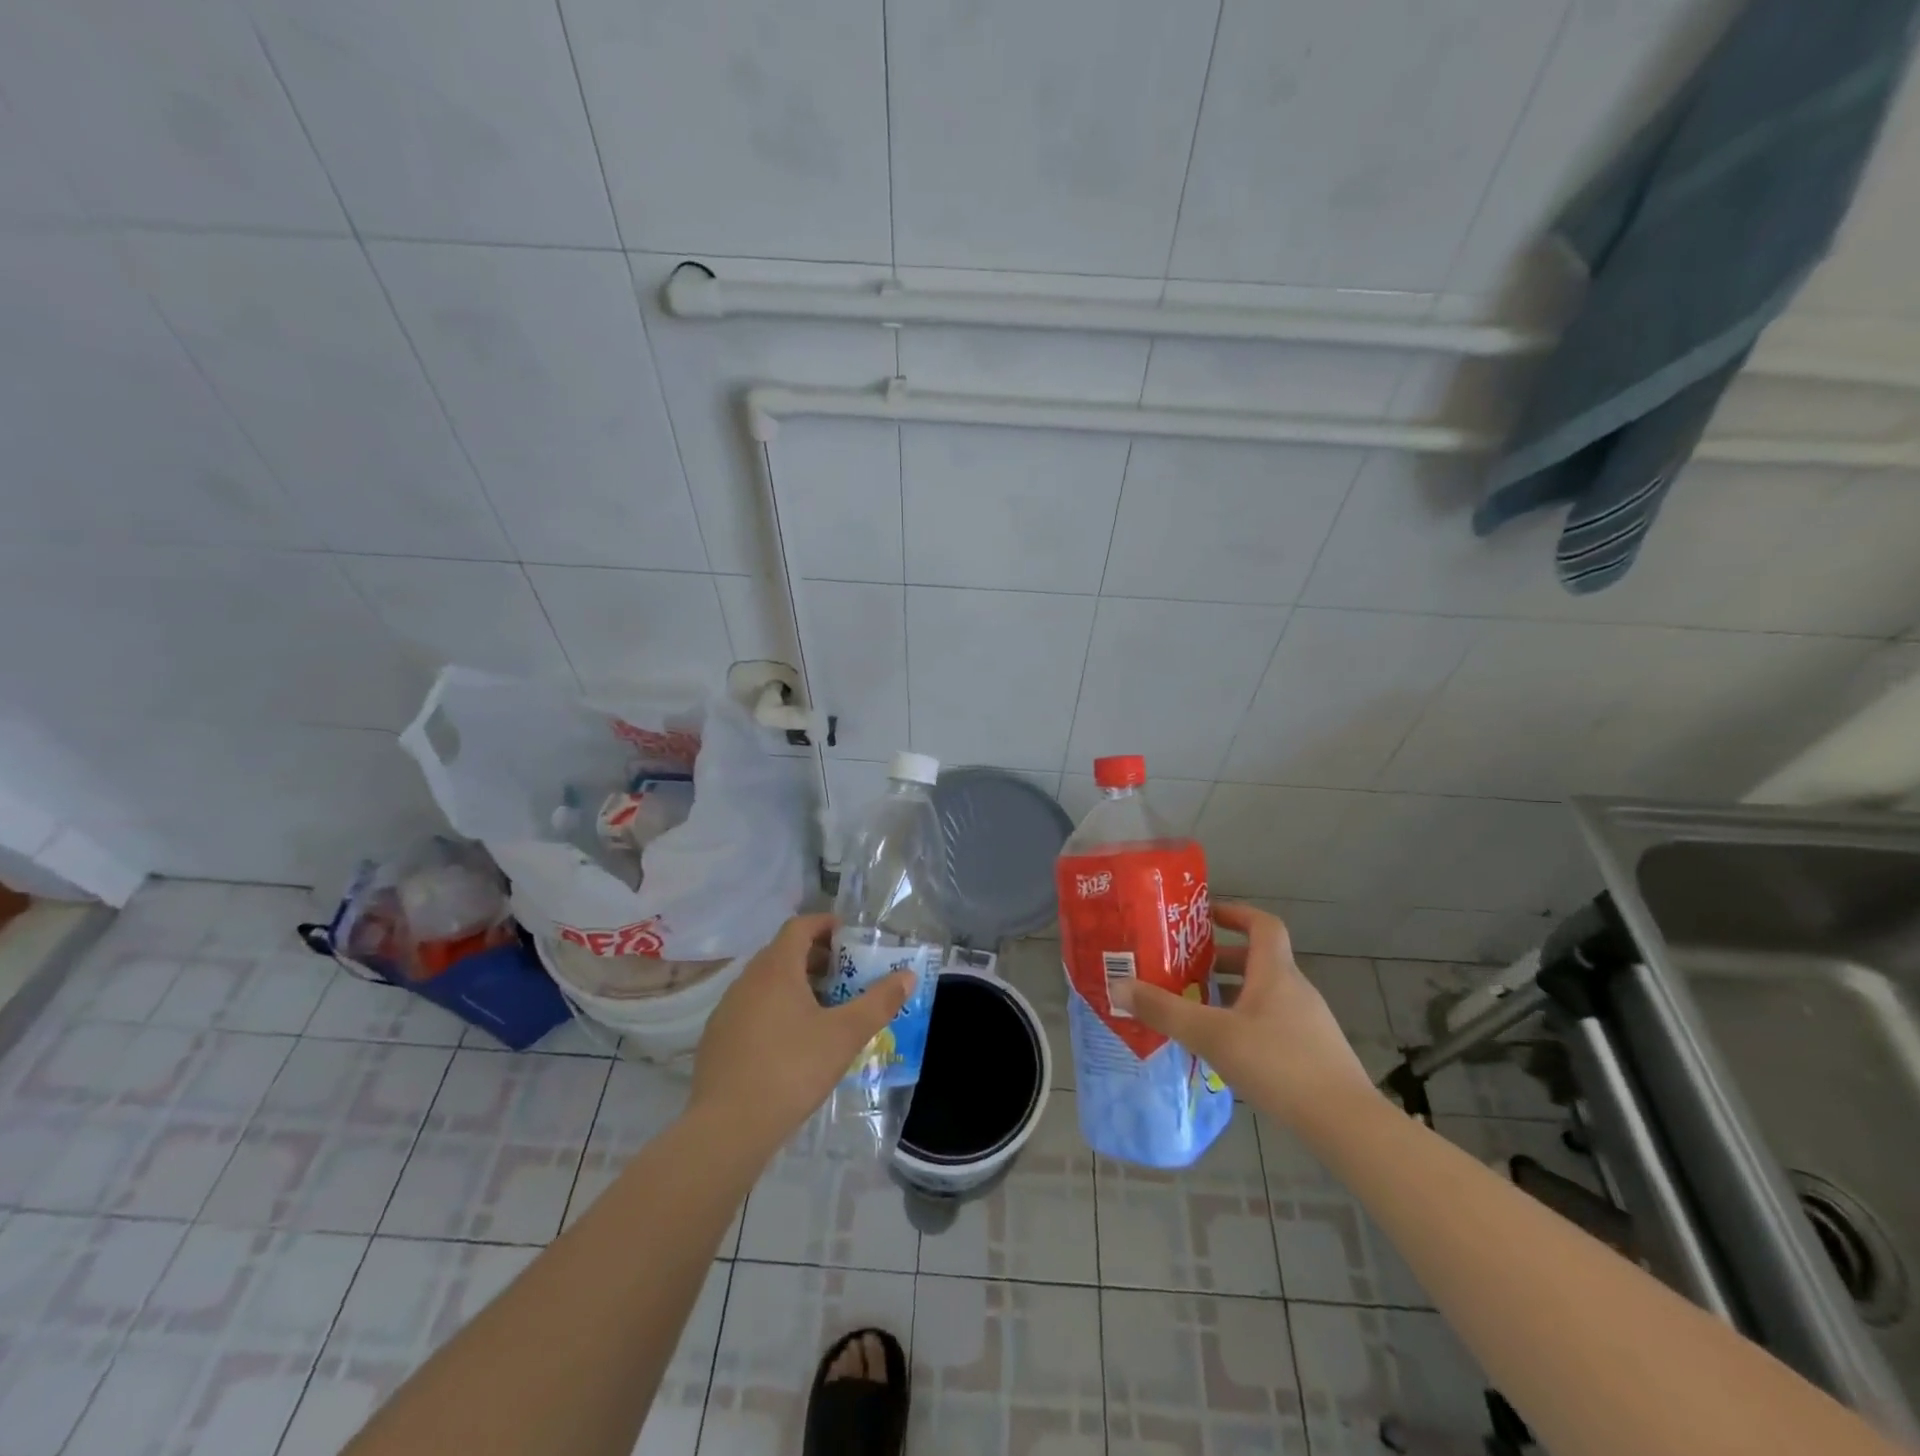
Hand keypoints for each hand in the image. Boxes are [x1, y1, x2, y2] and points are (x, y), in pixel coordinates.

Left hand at [690, 913, 914, 1157]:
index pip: (799, 926)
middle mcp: (747, 980)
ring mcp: (727, 1010)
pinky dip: (776, 1009)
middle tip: (845, 975)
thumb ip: (878, 1002)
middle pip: (783, 952)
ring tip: (824, 1009)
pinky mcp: (717, 1039)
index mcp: (776, 968)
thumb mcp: (845, 1036)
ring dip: (796, 984)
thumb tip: (907, 976)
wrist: (727, 1128)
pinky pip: (752, 1008)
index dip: (825, 925)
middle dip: (816, 957)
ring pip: (766, 982)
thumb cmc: (791, 1070)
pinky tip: (792, 1042)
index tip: (849, 936)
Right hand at [1110, 902, 1378, 1130]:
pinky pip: (1271, 1024)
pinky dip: (1244, 1024)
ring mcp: (1308, 1024)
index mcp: (1275, 972)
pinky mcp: (1313, 1055)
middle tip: (1182, 970)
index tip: (1204, 917)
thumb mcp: (1212, 1035)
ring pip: (1262, 995)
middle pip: (1256, 960)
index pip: (1262, 924)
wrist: (1346, 1125)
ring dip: (1228, 995)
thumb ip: (1164, 1011)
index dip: (1234, 914)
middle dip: (1217, 961)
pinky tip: (1223, 1051)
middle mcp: (1295, 990)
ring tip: (1193, 1010)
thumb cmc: (1278, 1064)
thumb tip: (1118, 985)